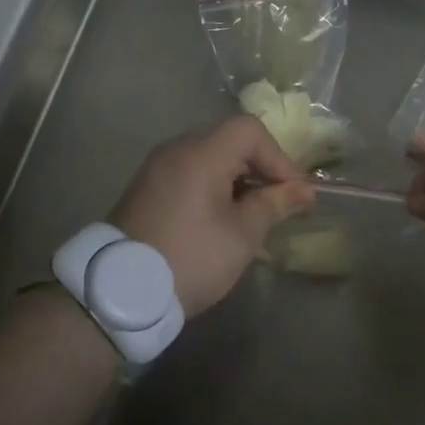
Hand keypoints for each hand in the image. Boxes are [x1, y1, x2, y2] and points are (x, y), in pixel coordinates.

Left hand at [109, 115, 316, 316]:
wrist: (120, 293)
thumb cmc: (192, 258)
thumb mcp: (242, 235)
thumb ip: (274, 204)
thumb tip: (303, 191)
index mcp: (201, 153)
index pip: (250, 130)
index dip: (279, 157)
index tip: (292, 192)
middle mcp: (176, 149)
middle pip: (230, 140)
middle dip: (261, 168)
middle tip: (278, 202)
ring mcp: (157, 167)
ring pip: (210, 157)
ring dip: (238, 179)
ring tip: (253, 214)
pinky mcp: (146, 188)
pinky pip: (190, 172)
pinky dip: (213, 186)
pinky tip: (222, 218)